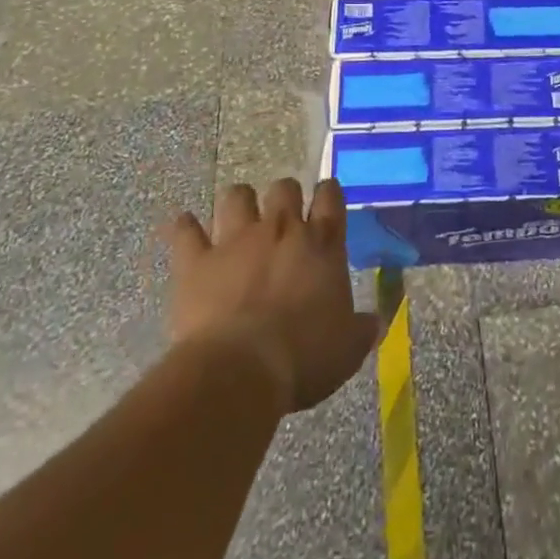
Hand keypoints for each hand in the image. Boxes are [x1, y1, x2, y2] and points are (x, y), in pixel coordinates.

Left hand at [166, 178, 378, 413]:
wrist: (241, 370)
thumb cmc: (304, 358)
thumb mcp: (347, 349)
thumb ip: (362, 329)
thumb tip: (375, 322)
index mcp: (322, 245)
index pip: (330, 198)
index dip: (328, 192)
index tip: (326, 195)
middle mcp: (282, 230)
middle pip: (284, 187)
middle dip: (284, 195)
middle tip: (282, 216)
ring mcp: (237, 240)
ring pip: (236, 196)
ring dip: (238, 203)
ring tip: (237, 217)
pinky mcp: (197, 260)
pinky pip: (185, 230)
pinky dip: (184, 228)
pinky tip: (184, 228)